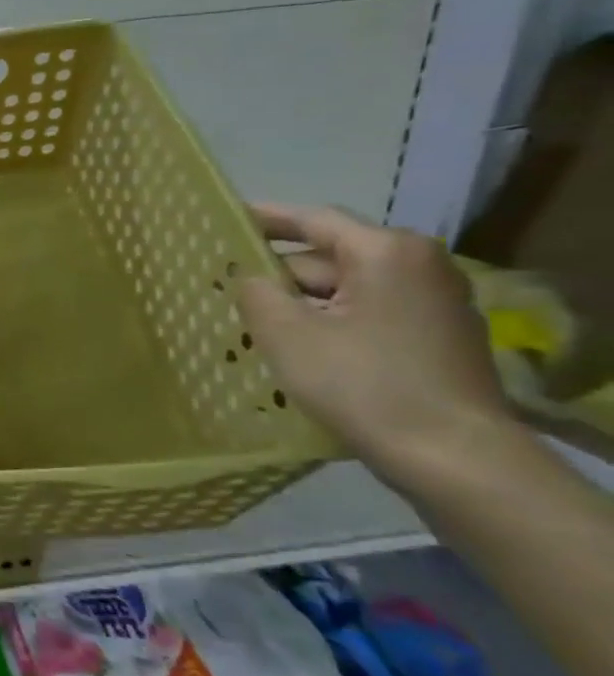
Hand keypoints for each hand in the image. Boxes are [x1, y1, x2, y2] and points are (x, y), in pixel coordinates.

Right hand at [237, 203, 516, 477]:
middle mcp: (420, 267)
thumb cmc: (362, 382)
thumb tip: (248, 276)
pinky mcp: (437, 339)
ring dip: (300, 304)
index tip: (222, 220)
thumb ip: (255, 291)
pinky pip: (367, 315)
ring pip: (346, 290)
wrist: (453, 457)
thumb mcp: (285, 332)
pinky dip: (329, 323)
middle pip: (328, 258)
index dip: (263, 218)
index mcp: (387, 253)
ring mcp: (435, 305)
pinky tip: (296, 349)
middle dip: (277, 274)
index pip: (313, 219)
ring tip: (252, 325)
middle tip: (225, 289)